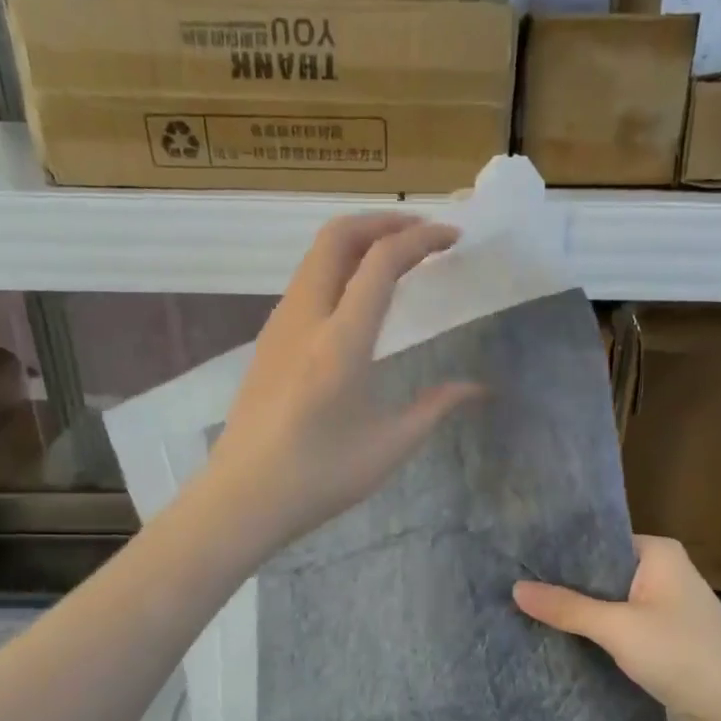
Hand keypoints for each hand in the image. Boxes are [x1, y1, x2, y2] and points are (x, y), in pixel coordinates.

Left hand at [205, 213, 480, 551]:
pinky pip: (304, 282)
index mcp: (340, 341)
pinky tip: (357, 299)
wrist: (242, 499)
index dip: (422, 239)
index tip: (453, 238)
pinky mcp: (267, 342)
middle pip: (337, 236)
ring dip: (357, 242)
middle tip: (422, 233)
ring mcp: (278, 327)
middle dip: (383, 221)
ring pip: (315, 256)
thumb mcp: (390, 446)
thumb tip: (479, 389)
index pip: (382, 261)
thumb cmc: (320, 478)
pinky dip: (337, 268)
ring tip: (395, 259)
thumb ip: (436, 407)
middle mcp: (305, 318)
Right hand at [513, 535, 720, 720]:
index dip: (559, 552)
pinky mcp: (662, 641)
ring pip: (608, 603)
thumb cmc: (683, 654)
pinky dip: (594, 634)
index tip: (516, 561)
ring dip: (577, 613)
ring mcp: (663, 608)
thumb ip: (567, 607)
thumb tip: (515, 589)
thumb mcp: (618, 628)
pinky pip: (619, 629)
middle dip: (563, 585)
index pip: (598, 541)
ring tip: (524, 613)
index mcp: (657, 553)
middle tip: (511, 589)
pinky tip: (559, 640)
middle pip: (600, 573)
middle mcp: (661, 573)